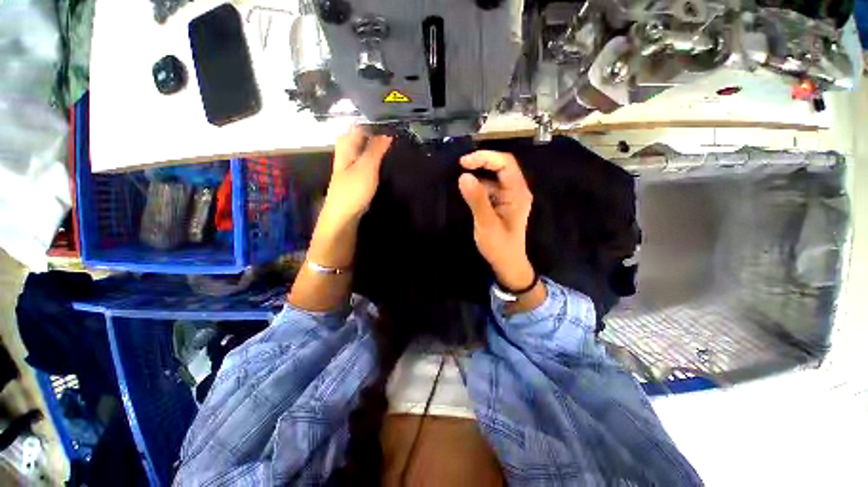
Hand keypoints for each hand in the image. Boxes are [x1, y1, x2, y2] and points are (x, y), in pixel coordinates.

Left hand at [321, 127, 392, 226]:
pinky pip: (370, 160)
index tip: (397, 126)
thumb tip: (388, 132)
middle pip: (366, 136)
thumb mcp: (367, 167)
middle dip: (381, 136)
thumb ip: (377, 148)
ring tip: (398, 147)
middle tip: (400, 137)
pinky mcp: (358, 173)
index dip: (379, 124)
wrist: (344, 214)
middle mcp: (348, 149)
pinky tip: (389, 160)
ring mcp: (353, 162)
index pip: (363, 125)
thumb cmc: (353, 189)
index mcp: (346, 143)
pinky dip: (379, 159)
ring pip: (368, 149)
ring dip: (381, 148)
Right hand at [458, 150, 534, 289]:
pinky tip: (468, 189)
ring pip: (495, 176)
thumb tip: (463, 176)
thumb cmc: (499, 246)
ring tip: (461, 175)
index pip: (505, 163)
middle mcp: (516, 190)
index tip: (463, 162)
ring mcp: (510, 196)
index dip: (485, 157)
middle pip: (502, 166)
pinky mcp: (503, 203)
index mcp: (517, 193)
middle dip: (481, 162)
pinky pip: (492, 187)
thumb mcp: (486, 224)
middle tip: (461, 165)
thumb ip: (477, 200)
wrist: (507, 263)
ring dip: (479, 173)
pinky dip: (479, 184)